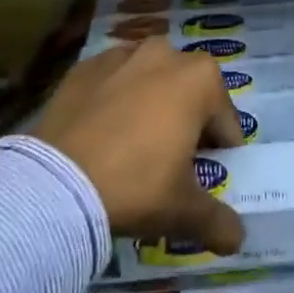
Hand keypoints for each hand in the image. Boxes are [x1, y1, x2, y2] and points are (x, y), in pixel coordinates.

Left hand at [32, 40, 246, 254]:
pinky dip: (114, 100)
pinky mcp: (84, 67)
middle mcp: (165, 54)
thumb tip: (236, 238)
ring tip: (135, 144)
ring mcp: (121, 55)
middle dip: (187, 120)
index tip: (204, 177)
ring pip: (149, 80)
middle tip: (172, 161)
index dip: (220, 152)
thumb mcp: (184, 212)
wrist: (56, 181)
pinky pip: (112, 82)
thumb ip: (219, 222)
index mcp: (200, 79)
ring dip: (151, 103)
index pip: (226, 121)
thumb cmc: (136, 185)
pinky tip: (102, 133)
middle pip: (189, 92)